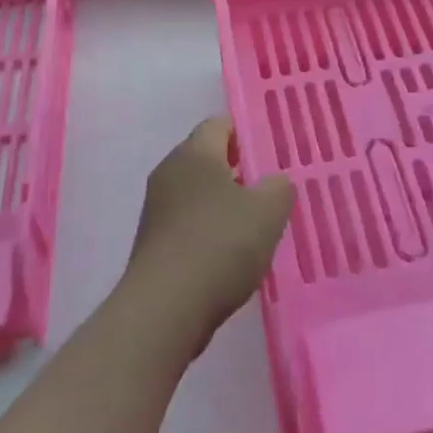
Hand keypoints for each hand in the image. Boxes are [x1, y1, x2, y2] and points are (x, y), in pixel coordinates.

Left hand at [119, 118, 294, 360]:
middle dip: (238, 170)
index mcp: (194, 153)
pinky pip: (187, 223)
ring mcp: (156, 208)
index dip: (246, 133)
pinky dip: (209, 231)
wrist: (165, 307)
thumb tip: (274, 182)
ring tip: (256, 225)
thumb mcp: (268, 211)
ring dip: (224, 204)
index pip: (219, 124)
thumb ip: (279, 187)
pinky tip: (231, 255)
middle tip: (270, 189)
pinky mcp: (153, 242)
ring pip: (197, 193)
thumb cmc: (220, 244)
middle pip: (207, 158)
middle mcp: (169, 172)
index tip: (270, 151)